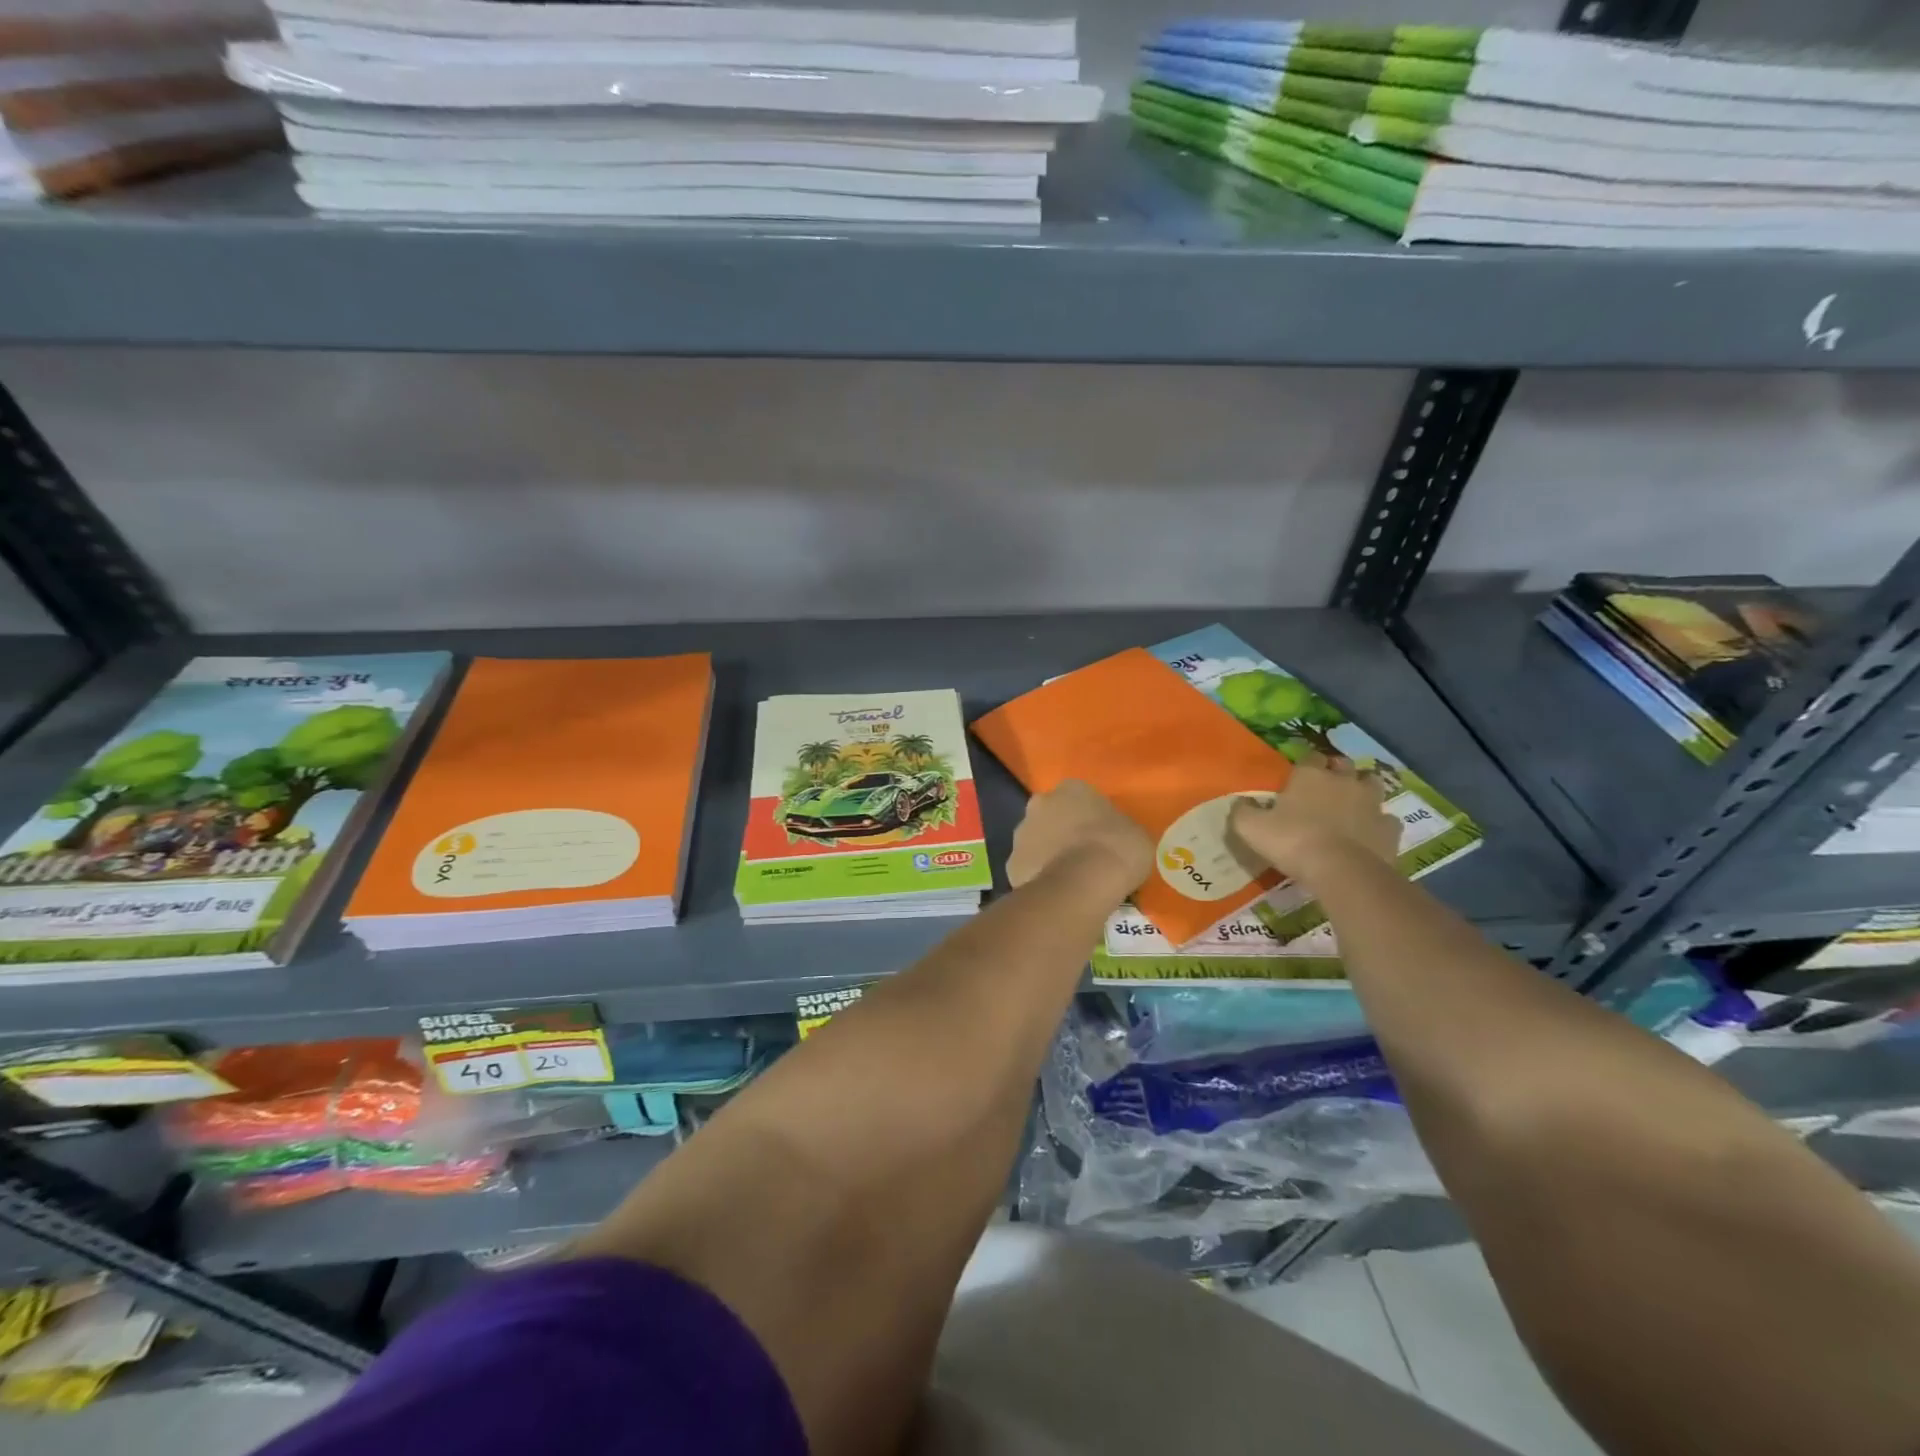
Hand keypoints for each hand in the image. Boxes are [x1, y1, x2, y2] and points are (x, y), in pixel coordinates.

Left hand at [1006, 779, 1151, 897]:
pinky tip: (1056, 893)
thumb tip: (1114, 837)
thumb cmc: (1116, 850)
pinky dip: (1038, 878)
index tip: (1102, 836)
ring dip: (1047, 854)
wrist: (1082, 883)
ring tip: (1070, 879)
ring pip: (1035, 841)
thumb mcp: (1134, 833)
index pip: (1080, 797)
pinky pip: (1028, 869)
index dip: (1090, 817)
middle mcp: (1040, 804)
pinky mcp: (1011, 864)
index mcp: (1072, 789)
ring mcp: (1021, 833)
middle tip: (1083, 855)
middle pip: (1051, 815)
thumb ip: (1118, 828)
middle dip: (1062, 831)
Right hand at [1229, 758, 1401, 878]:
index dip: (1306, 765)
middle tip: (1326, 788)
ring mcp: (1371, 804)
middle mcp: (1343, 782)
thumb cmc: (1292, 841)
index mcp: (1310, 776)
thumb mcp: (1251, 828)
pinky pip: (1386, 820)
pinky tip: (1369, 835)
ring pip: (1371, 785)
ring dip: (1362, 791)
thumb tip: (1240, 802)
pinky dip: (1379, 824)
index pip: (1310, 757)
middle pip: (1344, 765)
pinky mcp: (1389, 828)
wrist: (1341, 870)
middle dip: (1337, 772)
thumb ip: (1243, 811)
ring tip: (1352, 806)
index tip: (1298, 777)